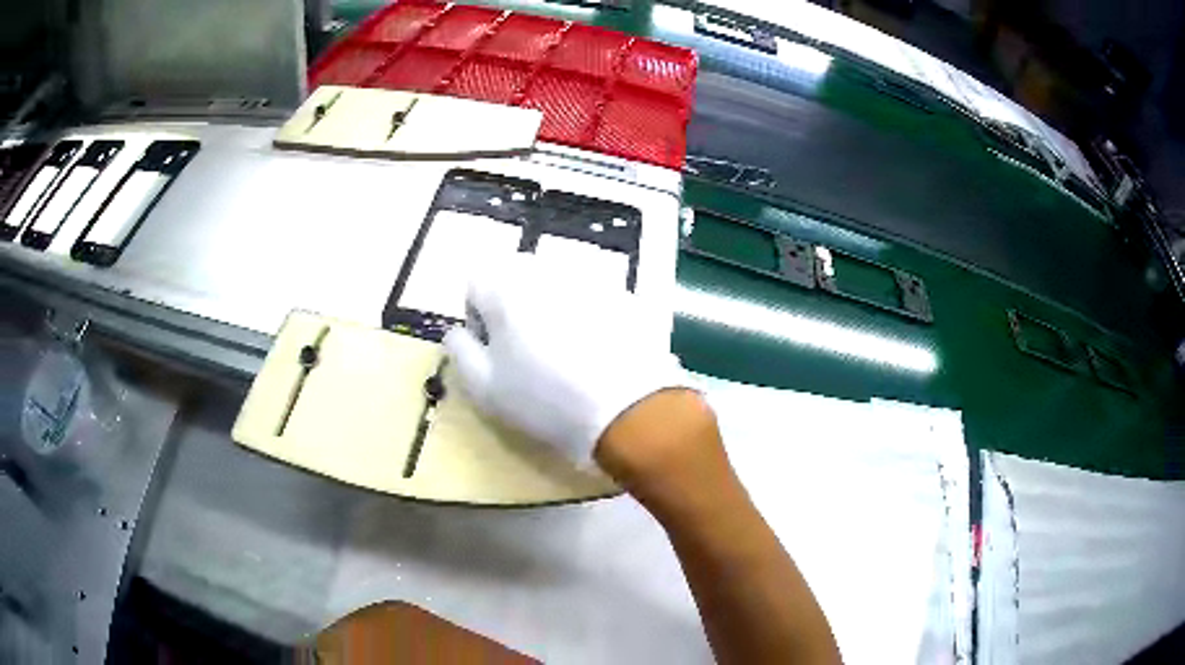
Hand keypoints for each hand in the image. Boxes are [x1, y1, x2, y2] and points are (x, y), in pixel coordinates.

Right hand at [443, 255, 689, 464]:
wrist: (629, 411)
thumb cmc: (545, 400)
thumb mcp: (484, 387)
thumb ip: (460, 350)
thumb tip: (458, 331)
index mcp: (505, 286)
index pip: (475, 282)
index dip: (478, 316)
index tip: (494, 349)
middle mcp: (547, 269)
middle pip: (516, 277)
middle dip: (513, 307)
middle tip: (527, 352)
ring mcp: (590, 278)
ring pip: (555, 285)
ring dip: (551, 309)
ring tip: (567, 354)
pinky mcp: (625, 294)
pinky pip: (592, 297)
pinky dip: (588, 316)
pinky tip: (599, 352)